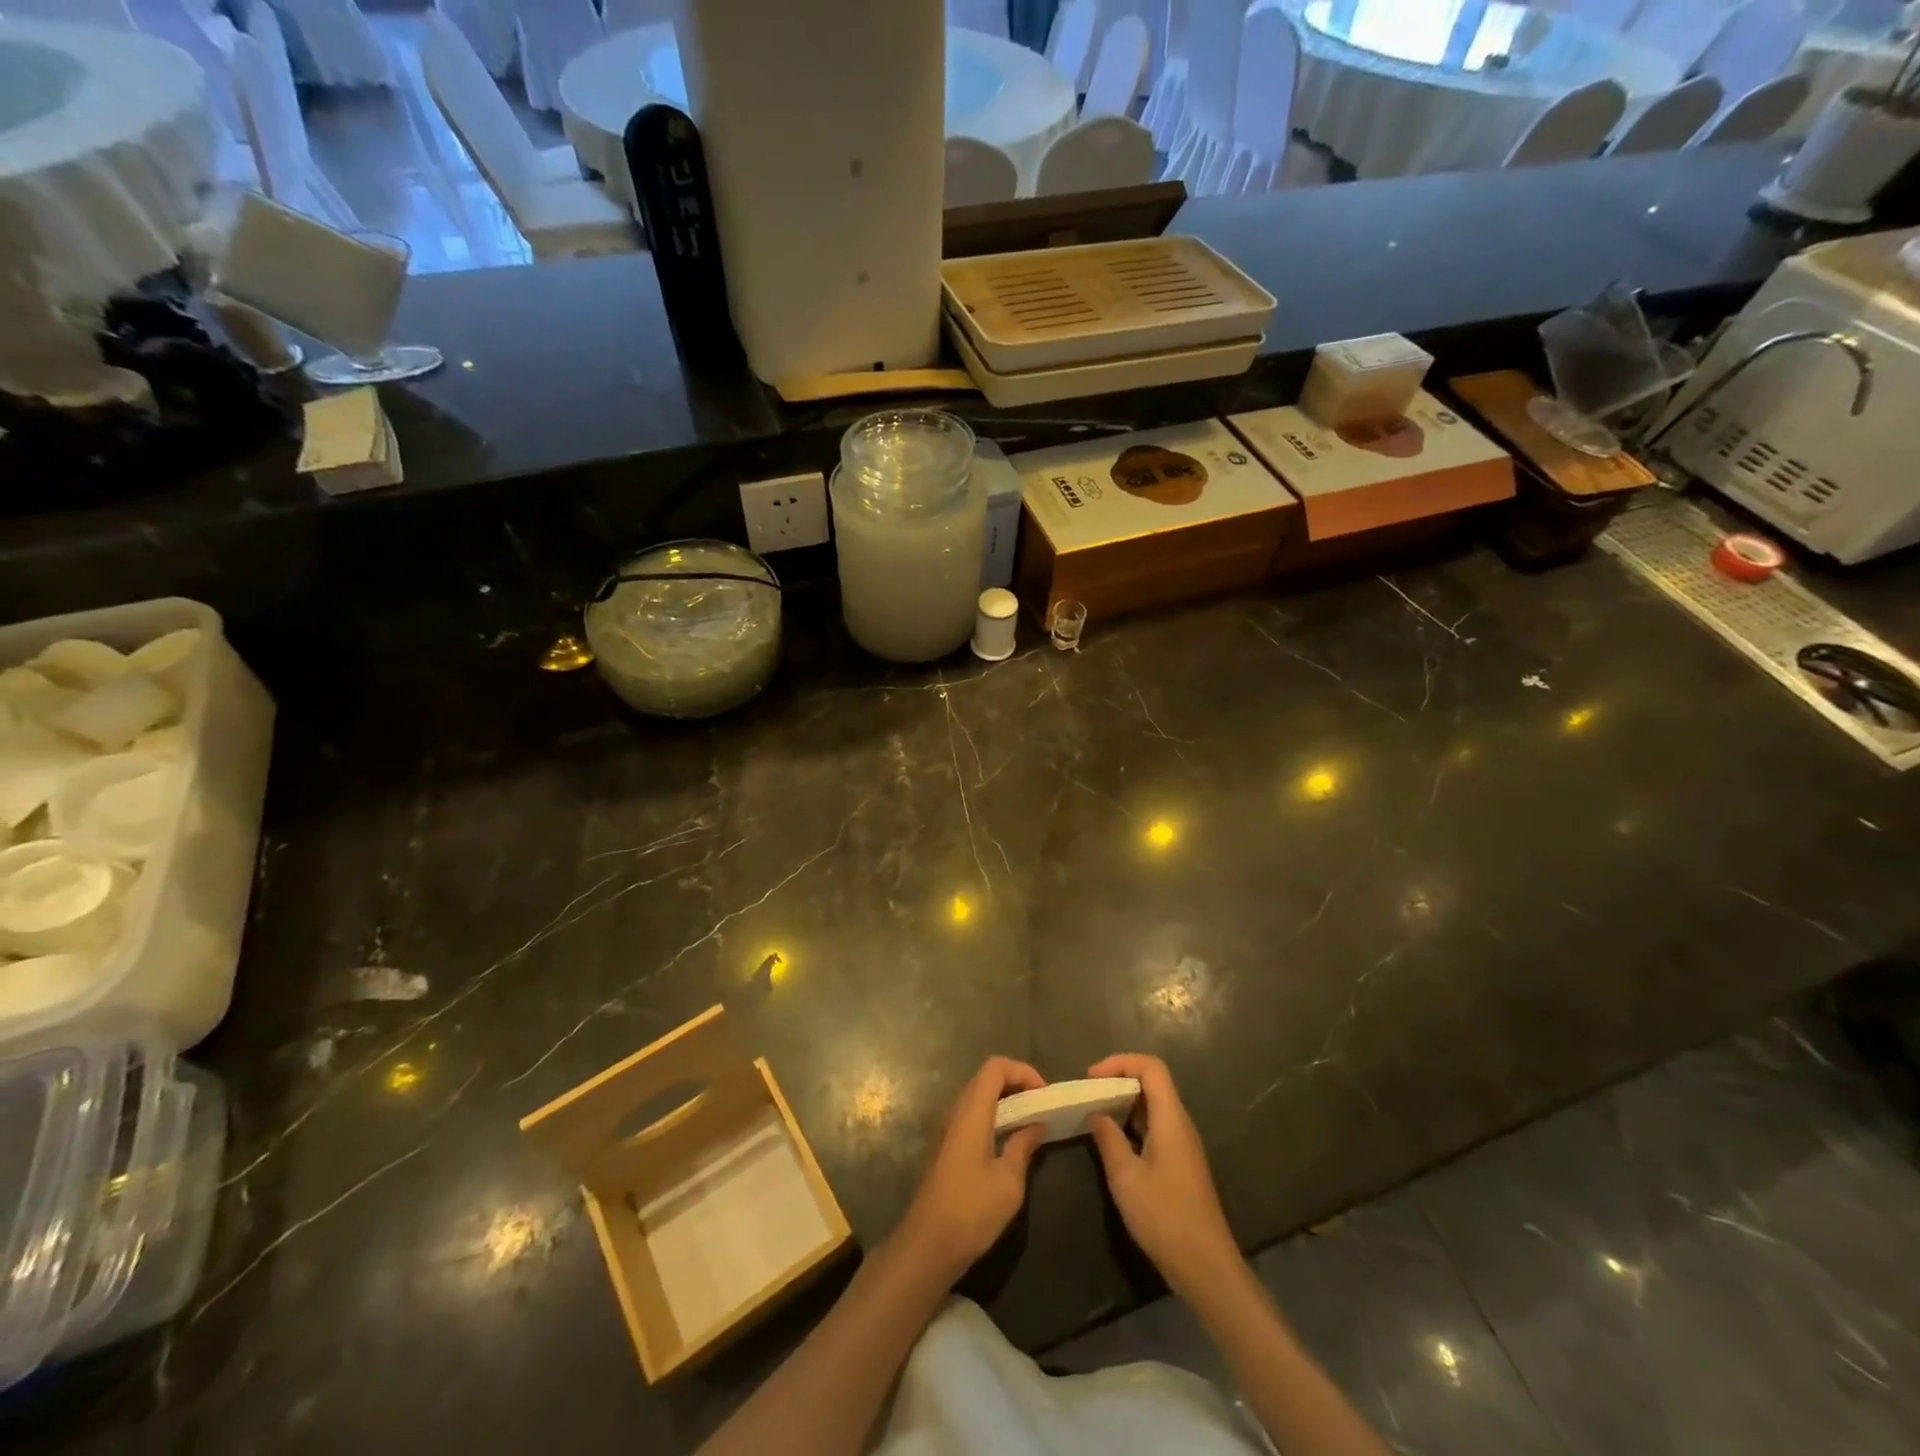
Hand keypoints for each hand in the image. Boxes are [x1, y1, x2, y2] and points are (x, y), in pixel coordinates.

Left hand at [894, 1057, 1047, 1284]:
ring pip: (978, 1096)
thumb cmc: (971, 1210)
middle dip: (1016, 1083)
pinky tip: (1009, 1141)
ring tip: (1030, 1122)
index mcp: (972, 1111)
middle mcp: (956, 1111)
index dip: (1022, 1071)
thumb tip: (1037, 1125)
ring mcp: (948, 1128)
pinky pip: (972, 1115)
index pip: (995, 1067)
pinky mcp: (946, 1146)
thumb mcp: (1008, 1181)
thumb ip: (1023, 1146)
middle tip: (1040, 1106)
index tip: (1044, 1094)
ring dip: (1005, 1101)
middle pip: (986, 1078)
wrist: (927, 1245)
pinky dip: (993, 1116)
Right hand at [1087, 1054, 1239, 1297]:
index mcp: (1171, 1119)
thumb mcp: (1126, 1177)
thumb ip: (1108, 1139)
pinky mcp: (1181, 1163)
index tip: (1091, 1077)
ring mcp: (1183, 1144)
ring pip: (1153, 1105)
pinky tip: (1113, 1140)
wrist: (1206, 1267)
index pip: (1151, 1068)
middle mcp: (1180, 1124)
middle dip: (1119, 1079)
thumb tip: (1095, 1113)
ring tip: (1094, 1112)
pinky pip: (1155, 1126)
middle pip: (1153, 1082)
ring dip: (1124, 1102)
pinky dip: (1132, 1122)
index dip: (1120, 1062)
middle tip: (1088, 1093)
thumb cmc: (1165, 1217)